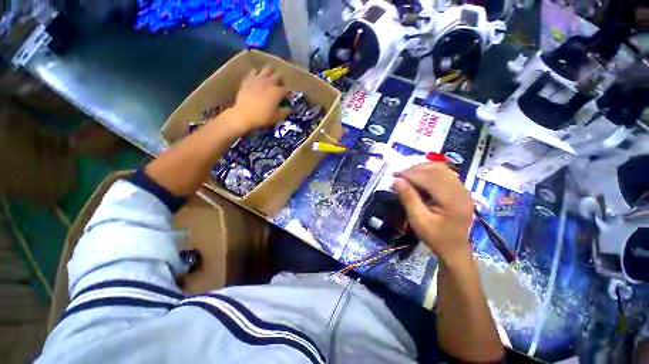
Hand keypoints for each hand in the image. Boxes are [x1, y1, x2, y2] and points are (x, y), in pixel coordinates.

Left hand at [231, 67, 290, 132]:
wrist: (244, 115)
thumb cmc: (262, 117)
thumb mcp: (277, 117)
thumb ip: (285, 112)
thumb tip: (289, 109)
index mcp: (277, 92)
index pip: (286, 89)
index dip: (287, 94)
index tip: (285, 99)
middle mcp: (269, 82)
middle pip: (278, 76)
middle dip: (281, 81)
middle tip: (279, 87)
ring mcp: (258, 79)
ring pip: (267, 69)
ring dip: (270, 73)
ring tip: (269, 79)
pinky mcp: (248, 79)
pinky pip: (254, 71)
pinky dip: (257, 74)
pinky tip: (257, 80)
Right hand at [392, 163, 474, 264]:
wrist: (454, 249)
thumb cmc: (435, 237)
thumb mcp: (418, 220)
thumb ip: (408, 198)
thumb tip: (396, 180)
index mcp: (452, 200)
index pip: (430, 178)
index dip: (410, 174)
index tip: (394, 176)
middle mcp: (461, 191)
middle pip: (437, 170)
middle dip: (415, 170)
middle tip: (399, 175)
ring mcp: (463, 189)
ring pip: (441, 169)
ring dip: (422, 169)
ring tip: (407, 176)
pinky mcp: (460, 190)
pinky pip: (444, 174)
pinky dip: (429, 173)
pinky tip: (419, 178)